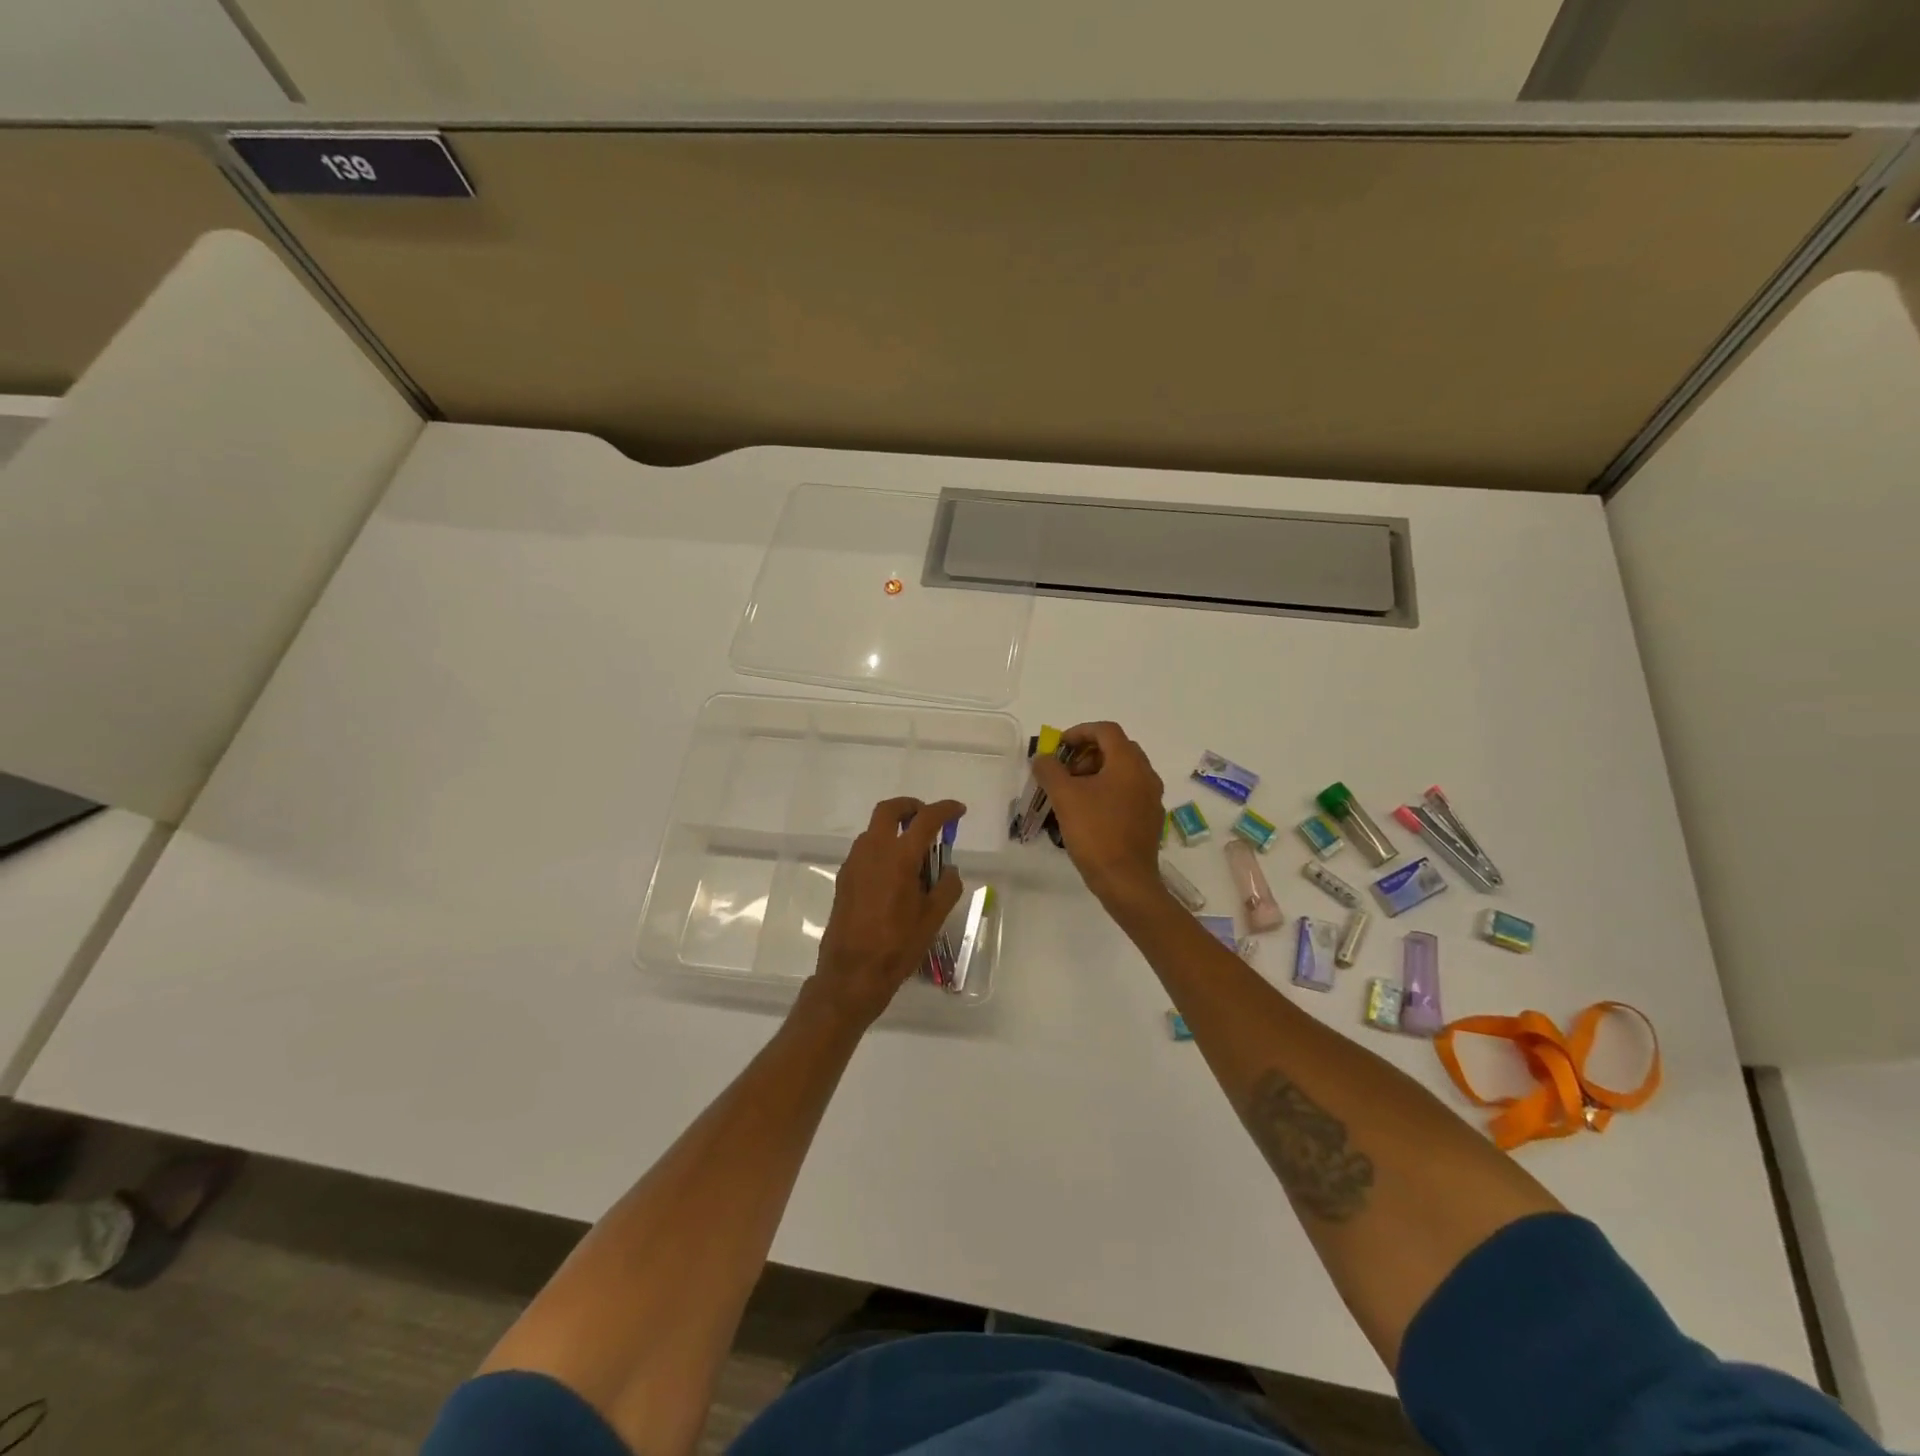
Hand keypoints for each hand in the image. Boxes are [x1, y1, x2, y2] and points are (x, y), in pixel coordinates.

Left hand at [809, 796, 965, 1027]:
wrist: (852, 974)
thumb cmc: (898, 946)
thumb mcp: (933, 918)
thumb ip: (946, 886)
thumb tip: (949, 870)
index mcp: (899, 857)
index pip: (925, 820)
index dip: (945, 810)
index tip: (958, 811)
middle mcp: (873, 851)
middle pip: (889, 810)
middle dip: (910, 807)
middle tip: (927, 818)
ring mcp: (854, 864)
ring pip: (874, 831)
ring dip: (894, 830)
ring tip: (915, 854)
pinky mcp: (843, 879)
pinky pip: (865, 851)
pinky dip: (882, 849)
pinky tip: (894, 877)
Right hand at [1032, 722, 1165, 908]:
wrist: (1126, 881)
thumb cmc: (1095, 832)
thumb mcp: (1064, 797)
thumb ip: (1049, 770)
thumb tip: (1042, 758)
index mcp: (1128, 763)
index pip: (1106, 730)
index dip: (1079, 732)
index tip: (1058, 747)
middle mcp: (1146, 775)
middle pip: (1117, 748)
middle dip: (1088, 753)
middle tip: (1065, 770)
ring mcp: (1152, 798)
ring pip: (1123, 771)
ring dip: (1097, 772)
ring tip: (1073, 792)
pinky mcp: (1150, 819)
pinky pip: (1129, 792)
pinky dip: (1109, 791)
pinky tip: (1090, 812)